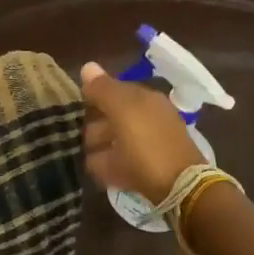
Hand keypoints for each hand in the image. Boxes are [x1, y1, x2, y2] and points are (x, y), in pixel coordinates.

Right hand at [79, 62, 205, 202]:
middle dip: (94, 124)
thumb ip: (103, 89)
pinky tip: (99, 169)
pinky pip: (123, 160)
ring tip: (83, 155)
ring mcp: (151, 143)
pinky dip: (110, 162)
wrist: (180, 189)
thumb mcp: (123, 111)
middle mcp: (150, 116)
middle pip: (115, 115)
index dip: (93, 97)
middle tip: (76, 136)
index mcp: (145, 99)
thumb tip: (87, 65)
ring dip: (99, 144)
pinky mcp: (150, 168)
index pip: (113, 89)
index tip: (73, 110)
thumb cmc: (148, 146)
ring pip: (118, 138)